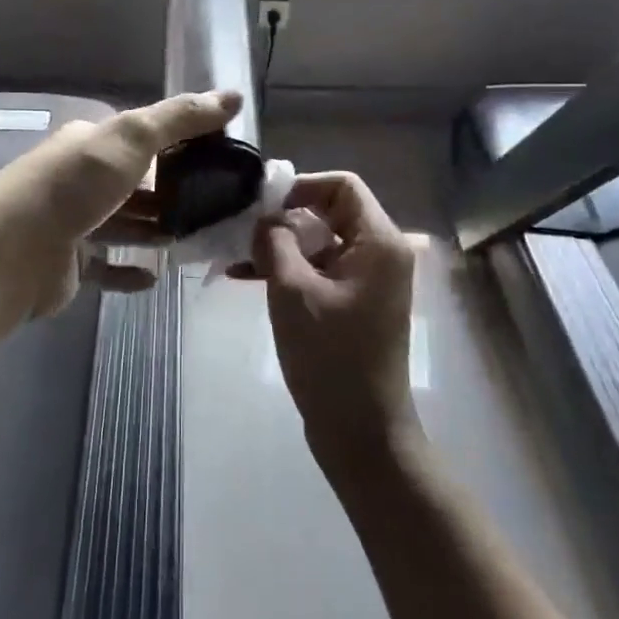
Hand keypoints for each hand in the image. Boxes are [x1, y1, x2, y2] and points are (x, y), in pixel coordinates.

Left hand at [0, 89, 243, 319]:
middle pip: (135, 183)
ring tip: (193, 238)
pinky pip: (107, 266)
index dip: (179, 145)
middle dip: (172, 192)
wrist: (11, 251)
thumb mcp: (130, 139)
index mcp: (91, 143)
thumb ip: (179, 119)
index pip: (142, 139)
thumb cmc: (73, 187)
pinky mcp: (69, 264)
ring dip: (155, 230)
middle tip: (216, 206)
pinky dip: (129, 269)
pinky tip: (155, 276)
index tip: (219, 159)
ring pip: (124, 223)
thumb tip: (233, 96)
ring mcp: (73, 223)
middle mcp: (81, 179)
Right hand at [241, 172, 419, 475]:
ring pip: (320, 242)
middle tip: (242, 230)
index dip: (301, 186)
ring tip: (237, 256)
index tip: (262, 204)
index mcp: (379, 242)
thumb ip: (275, 241)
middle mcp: (381, 254)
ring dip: (281, 245)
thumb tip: (264, 218)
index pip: (342, 186)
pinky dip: (289, 269)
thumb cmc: (331, 357)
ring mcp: (369, 281)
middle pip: (330, 212)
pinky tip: (247, 277)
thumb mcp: (293, 291)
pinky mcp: (355, 304)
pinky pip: (320, 270)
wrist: (361, 432)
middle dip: (284, 218)